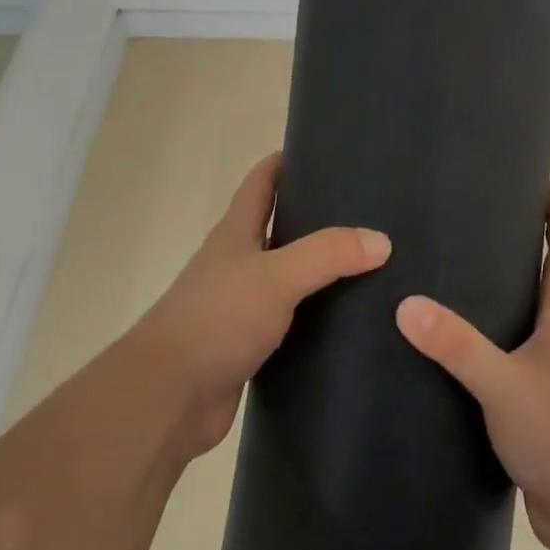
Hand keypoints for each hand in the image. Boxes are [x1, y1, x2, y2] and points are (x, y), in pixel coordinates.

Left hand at [132, 152, 389, 458]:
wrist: (169, 398)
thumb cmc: (216, 320)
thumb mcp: (276, 277)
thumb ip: (327, 254)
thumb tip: (381, 240)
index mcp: (236, 234)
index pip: (261, 182)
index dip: (287, 161)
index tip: (328, 152)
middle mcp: (238, 264)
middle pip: (280, 227)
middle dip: (318, 216)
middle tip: (369, 212)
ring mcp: (243, 306)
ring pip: (290, 277)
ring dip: (323, 270)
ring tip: (373, 264)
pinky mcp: (251, 346)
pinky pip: (293, 321)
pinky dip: (319, 317)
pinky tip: (352, 321)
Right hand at [394, 182, 549, 549]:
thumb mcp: (506, 385)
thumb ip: (458, 347)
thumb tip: (407, 304)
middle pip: (546, 282)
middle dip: (524, 249)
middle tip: (480, 223)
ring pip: (525, 324)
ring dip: (502, 299)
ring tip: (455, 279)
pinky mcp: (535, 409)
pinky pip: (508, 363)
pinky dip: (488, 347)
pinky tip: (452, 353)